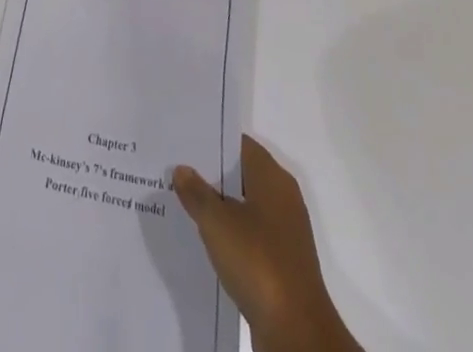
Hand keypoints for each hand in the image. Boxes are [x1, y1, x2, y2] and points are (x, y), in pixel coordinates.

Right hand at [173, 136, 361, 351]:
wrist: (296, 333)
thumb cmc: (258, 263)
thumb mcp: (217, 223)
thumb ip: (197, 193)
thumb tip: (182, 169)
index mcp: (273, 178)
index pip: (239, 144)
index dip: (212, 140)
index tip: (184, 141)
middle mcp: (283, 198)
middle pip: (241, 174)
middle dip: (211, 173)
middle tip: (176, 169)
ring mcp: (284, 232)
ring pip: (244, 206)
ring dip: (219, 206)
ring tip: (183, 202)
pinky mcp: (282, 263)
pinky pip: (250, 235)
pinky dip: (229, 233)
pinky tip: (205, 239)